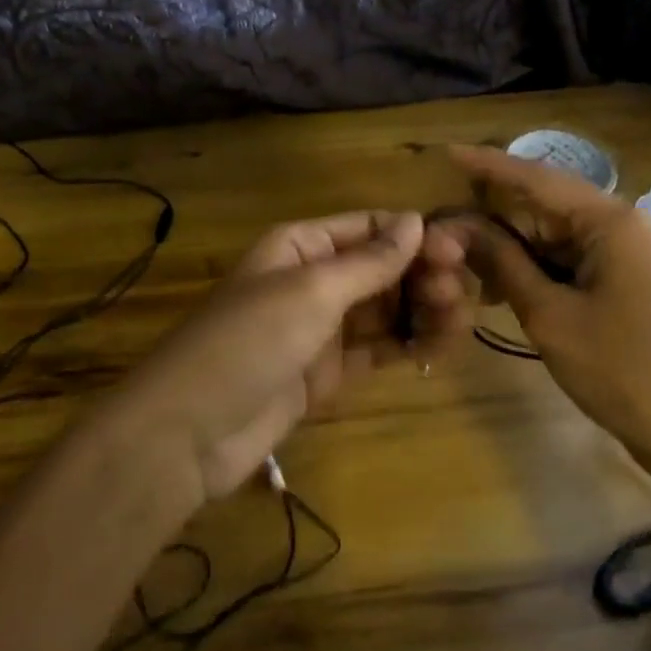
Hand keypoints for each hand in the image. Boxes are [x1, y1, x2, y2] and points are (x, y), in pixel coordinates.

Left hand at [99, 211, 472, 501]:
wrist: (191, 431)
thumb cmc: (249, 342)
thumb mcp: (311, 292)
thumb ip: (369, 260)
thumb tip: (416, 219)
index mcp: (301, 246)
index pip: (369, 227)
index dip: (414, 235)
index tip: (458, 252)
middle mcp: (313, 280)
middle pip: (382, 268)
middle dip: (423, 275)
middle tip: (459, 294)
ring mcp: (321, 329)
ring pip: (385, 310)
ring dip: (423, 310)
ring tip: (459, 321)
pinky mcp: (328, 372)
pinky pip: (377, 350)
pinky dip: (409, 346)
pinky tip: (441, 348)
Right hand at [442, 146, 650, 478]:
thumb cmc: (618, 368)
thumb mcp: (548, 314)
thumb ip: (501, 262)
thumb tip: (455, 226)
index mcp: (610, 221)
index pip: (537, 179)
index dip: (488, 165)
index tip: (446, 152)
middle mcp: (619, 224)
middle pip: (541, 205)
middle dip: (490, 217)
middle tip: (440, 228)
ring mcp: (621, 253)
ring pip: (549, 235)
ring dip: (506, 247)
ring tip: (458, 261)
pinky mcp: (618, 279)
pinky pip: (563, 260)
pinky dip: (529, 268)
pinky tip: (496, 287)